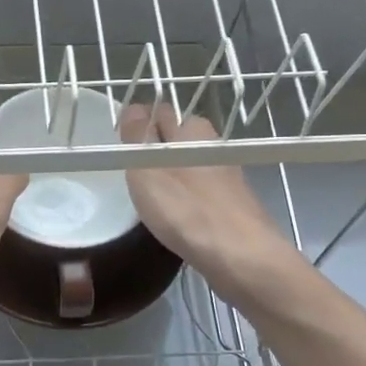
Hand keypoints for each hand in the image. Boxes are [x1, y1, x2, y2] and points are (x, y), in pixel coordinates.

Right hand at [118, 103, 295, 299]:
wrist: (243, 258)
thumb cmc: (188, 209)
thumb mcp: (148, 168)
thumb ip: (138, 137)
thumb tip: (133, 107)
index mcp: (194, 132)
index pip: (162, 113)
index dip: (141, 125)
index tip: (122, 147)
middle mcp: (214, 150)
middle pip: (179, 140)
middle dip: (157, 148)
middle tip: (131, 171)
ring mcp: (227, 181)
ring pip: (191, 168)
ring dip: (172, 176)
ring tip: (148, 197)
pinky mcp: (232, 209)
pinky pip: (201, 194)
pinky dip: (186, 200)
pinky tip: (175, 218)